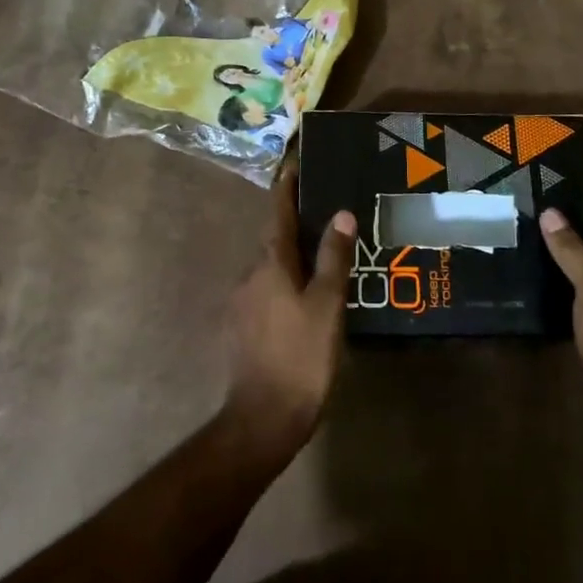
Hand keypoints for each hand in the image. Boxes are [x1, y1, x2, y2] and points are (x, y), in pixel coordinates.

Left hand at [223, 168, 356, 463]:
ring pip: (271, 268)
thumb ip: (333, 258)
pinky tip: (305, 298)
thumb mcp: (326, 305)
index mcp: (270, 264)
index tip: (293, 163)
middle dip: (295, 225)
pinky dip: (286, 283)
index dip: (286, 188)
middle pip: (274, 240)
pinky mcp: (242, 328)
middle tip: (324, 214)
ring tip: (322, 257)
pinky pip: (267, 291)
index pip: (278, 213)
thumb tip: (340, 214)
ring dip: (292, 258)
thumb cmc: (300, 355)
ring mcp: (242, 303)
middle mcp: (249, 275)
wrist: (263, 419)